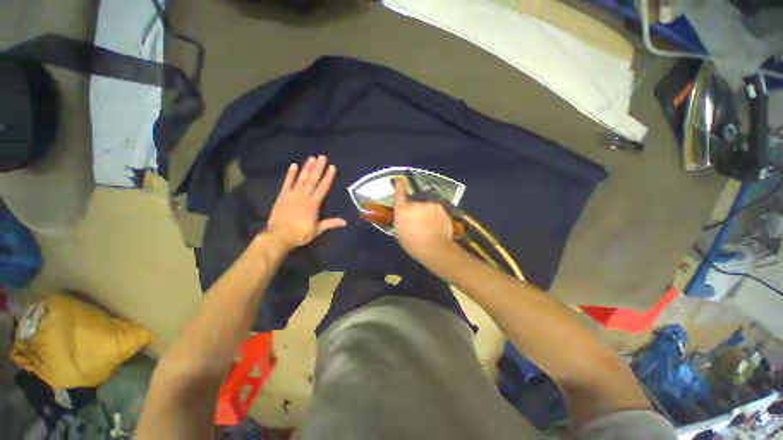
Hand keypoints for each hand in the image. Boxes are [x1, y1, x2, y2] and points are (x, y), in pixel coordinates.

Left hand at [265, 156, 346, 248]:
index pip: (322, 188)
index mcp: (313, 205)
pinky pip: (287, 183)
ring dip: (306, 168)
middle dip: (318, 168)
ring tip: (311, 158)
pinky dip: (290, 174)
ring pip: (301, 179)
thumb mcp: (317, 230)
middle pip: (312, 180)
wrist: (278, 236)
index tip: (332, 167)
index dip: (328, 178)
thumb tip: (345, 222)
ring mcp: (292, 195)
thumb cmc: (299, 234)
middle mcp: (303, 197)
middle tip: (322, 157)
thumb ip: (330, 224)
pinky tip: (294, 165)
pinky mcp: (282, 196)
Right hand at [393, 178, 455, 263]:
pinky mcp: (440, 207)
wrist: (435, 248)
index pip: (399, 193)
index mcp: (403, 210)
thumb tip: (403, 212)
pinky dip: (435, 214)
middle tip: (418, 222)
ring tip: (429, 225)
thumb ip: (400, 218)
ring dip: (425, 211)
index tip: (400, 180)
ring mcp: (429, 204)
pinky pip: (435, 208)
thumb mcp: (399, 232)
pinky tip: (437, 224)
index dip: (399, 185)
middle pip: (413, 202)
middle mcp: (416, 204)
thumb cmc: (413, 244)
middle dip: (414, 209)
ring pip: (425, 206)